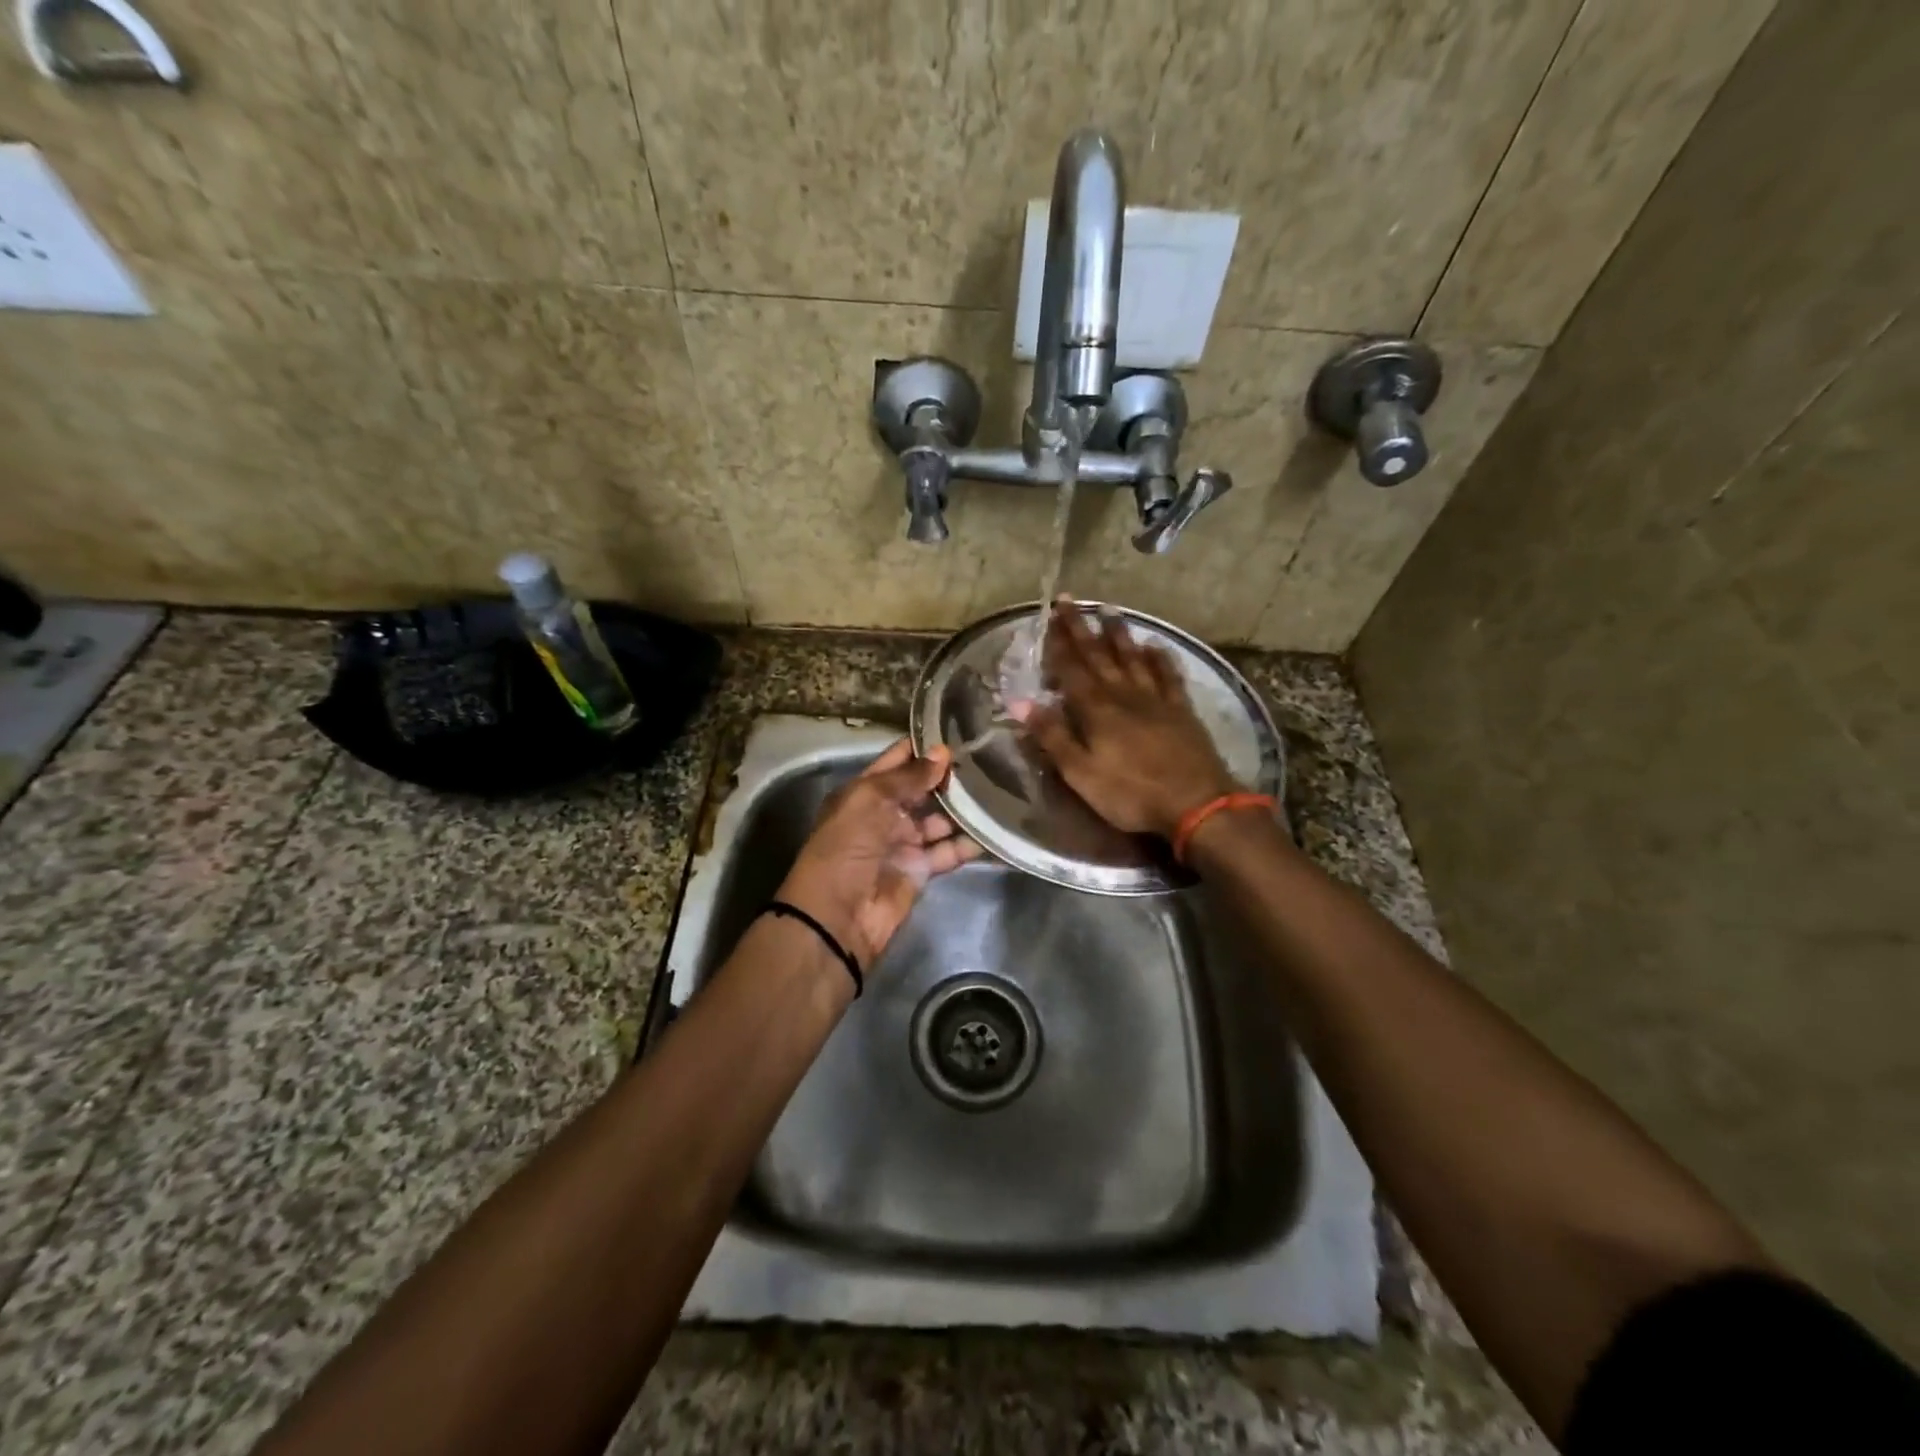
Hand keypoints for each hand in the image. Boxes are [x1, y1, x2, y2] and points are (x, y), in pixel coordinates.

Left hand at [777, 739, 980, 968]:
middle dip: (950, 778)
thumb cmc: (845, 847)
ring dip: (964, 809)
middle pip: (922, 790)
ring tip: (1000, 790)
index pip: (898, 761)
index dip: (924, 747)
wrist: (837, 915)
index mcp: (864, 793)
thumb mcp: (869, 801)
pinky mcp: (920, 870)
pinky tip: (994, 829)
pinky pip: (948, 852)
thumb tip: (943, 753)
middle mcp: (884, 814)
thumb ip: (908, 777)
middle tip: (989, 758)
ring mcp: (904, 843)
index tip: (960, 730)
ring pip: (940, 820)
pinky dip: (968, 844)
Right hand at [1020, 597, 1239, 838]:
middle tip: (1070, 600)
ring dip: (1118, 634)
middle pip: (1099, 655)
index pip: (1071, 668)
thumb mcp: (1080, 772)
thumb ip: (1052, 735)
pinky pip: (1168, 675)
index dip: (1058, 642)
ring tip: (1108, 609)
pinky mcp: (1181, 710)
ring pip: (1133, 657)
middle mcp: (1123, 694)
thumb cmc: (1130, 793)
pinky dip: (1160, 658)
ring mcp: (1156, 699)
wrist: (1195, 804)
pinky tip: (1155, 645)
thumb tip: (1020, 702)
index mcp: (1096, 709)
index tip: (1049, 614)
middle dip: (1081, 627)